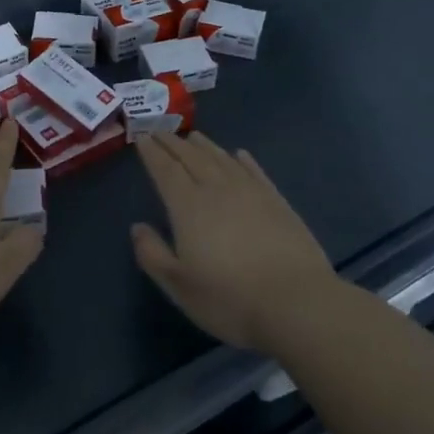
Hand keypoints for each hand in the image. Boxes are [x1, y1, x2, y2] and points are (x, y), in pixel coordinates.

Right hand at [132, 132, 339, 352]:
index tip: (141, 137)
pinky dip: (243, 159)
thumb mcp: (179, 286)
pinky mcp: (276, 200)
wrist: (296, 302)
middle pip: (191, 157)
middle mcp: (217, 189)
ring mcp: (250, 191)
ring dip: (204, 145)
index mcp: (188, 206)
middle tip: (159, 130)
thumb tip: (137, 227)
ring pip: (221, 158)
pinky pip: (254, 170)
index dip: (152, 152)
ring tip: (192, 136)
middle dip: (172, 143)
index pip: (165, 170)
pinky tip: (239, 154)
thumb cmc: (230, 298)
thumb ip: (153, 254)